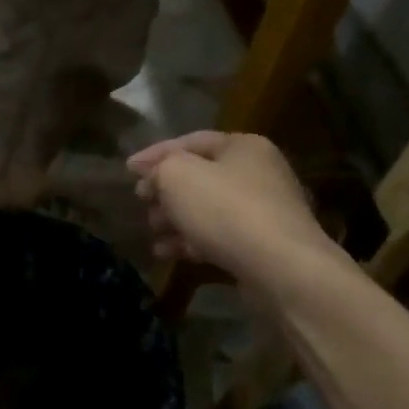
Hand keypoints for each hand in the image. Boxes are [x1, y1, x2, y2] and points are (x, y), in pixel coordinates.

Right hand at [127, 133, 338, 287]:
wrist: (281, 267)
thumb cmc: (225, 209)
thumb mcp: (178, 176)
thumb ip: (159, 168)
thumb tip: (154, 179)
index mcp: (243, 146)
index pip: (190, 141)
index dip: (155, 154)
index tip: (127, 170)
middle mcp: (258, 172)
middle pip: (200, 176)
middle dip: (166, 190)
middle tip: (141, 203)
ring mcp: (264, 211)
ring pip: (208, 208)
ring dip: (176, 218)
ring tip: (152, 231)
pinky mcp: (263, 245)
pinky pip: (220, 236)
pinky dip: (192, 241)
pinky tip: (169, 253)